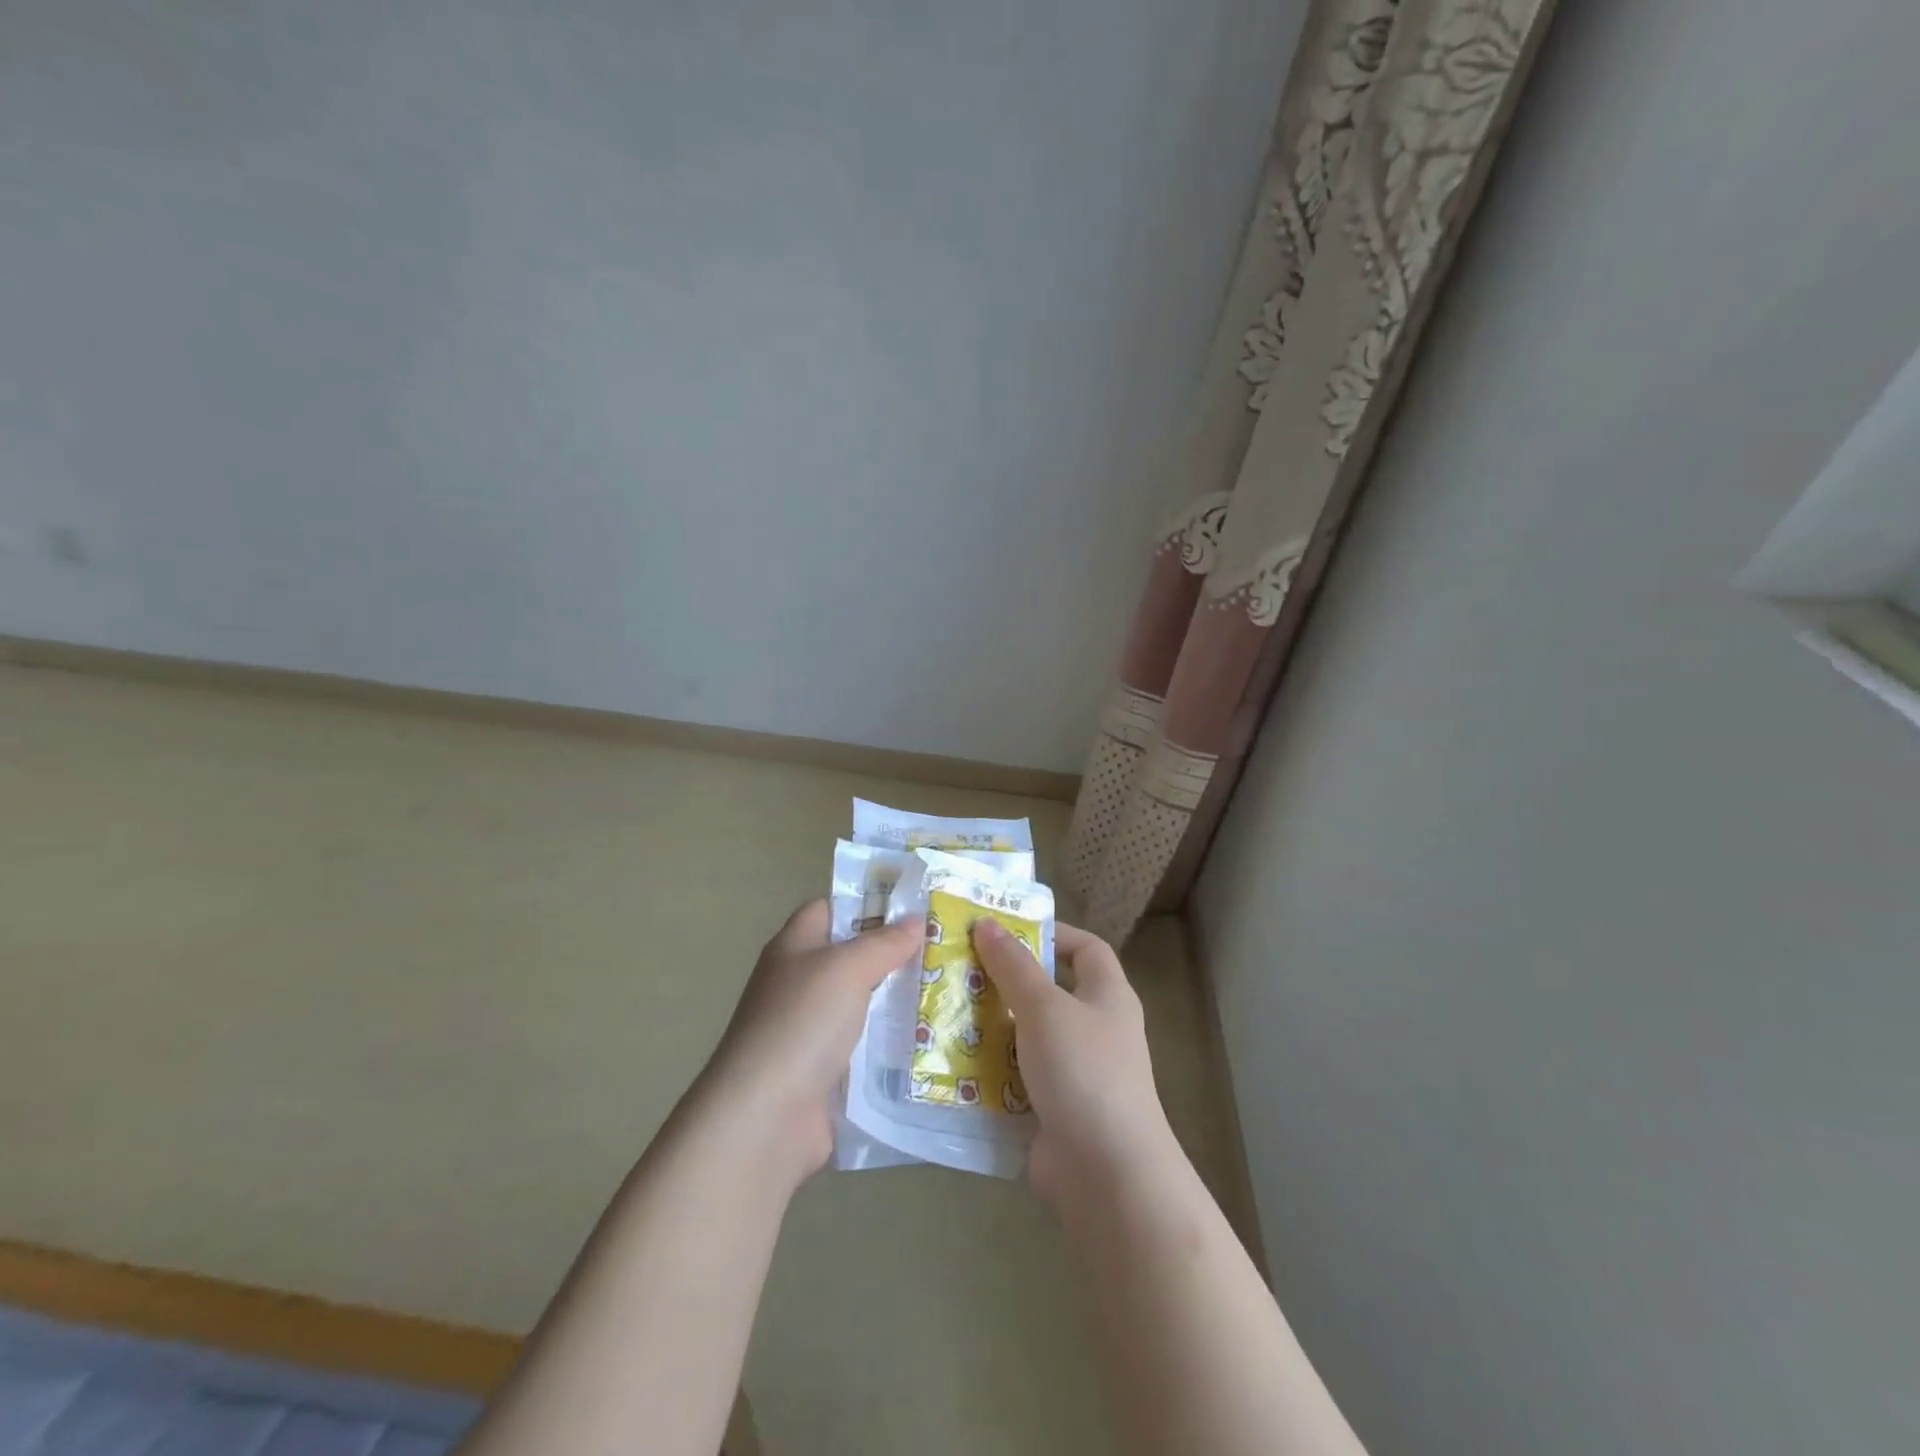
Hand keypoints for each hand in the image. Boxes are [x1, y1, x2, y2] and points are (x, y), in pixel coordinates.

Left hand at [698, 899, 922, 1184]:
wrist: (766, 1116)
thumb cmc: (802, 1022)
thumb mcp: (847, 968)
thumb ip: (884, 942)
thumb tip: (915, 920)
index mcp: (794, 947)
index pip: (830, 909)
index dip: (867, 904)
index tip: (914, 909)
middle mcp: (799, 984)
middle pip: (851, 958)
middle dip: (894, 955)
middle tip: (943, 951)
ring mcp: (810, 1030)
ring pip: (863, 1005)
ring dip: (898, 1003)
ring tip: (949, 993)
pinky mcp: (824, 1072)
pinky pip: (865, 1048)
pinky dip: (891, 1045)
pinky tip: (930, 1041)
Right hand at [971, 920, 1178, 1207]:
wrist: (1106, 1173)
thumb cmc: (1083, 1071)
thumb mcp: (1044, 1007)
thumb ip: (1014, 966)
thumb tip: (988, 924)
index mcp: (1108, 996)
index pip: (1086, 948)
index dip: (1052, 934)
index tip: (1007, 931)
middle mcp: (1096, 1029)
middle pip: (1050, 992)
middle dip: (1007, 982)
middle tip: (961, 970)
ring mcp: (1076, 1072)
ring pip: (1028, 1036)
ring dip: (992, 1027)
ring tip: (946, 1012)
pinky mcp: (1054, 1109)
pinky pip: (1018, 1078)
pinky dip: (991, 1071)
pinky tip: (953, 1063)